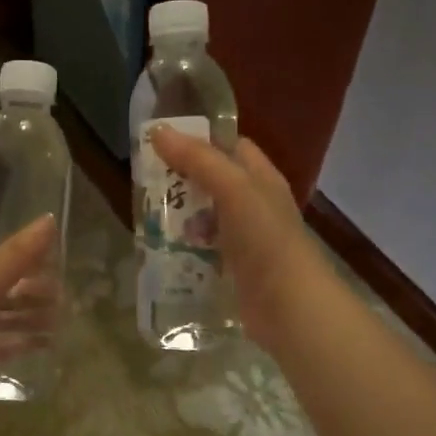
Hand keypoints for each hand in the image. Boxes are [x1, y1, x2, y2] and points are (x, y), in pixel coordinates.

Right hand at [149, 129, 325, 351]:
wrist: (289, 306)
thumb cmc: (266, 239)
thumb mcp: (233, 190)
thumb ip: (198, 160)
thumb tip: (157, 130)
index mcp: (262, 179)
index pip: (232, 147)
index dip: (201, 140)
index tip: (163, 142)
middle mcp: (255, 206)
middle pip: (215, 183)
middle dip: (183, 181)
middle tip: (146, 182)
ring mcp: (245, 240)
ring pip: (207, 218)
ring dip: (180, 218)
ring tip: (147, 216)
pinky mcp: (234, 270)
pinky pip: (204, 251)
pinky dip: (185, 248)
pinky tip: (161, 251)